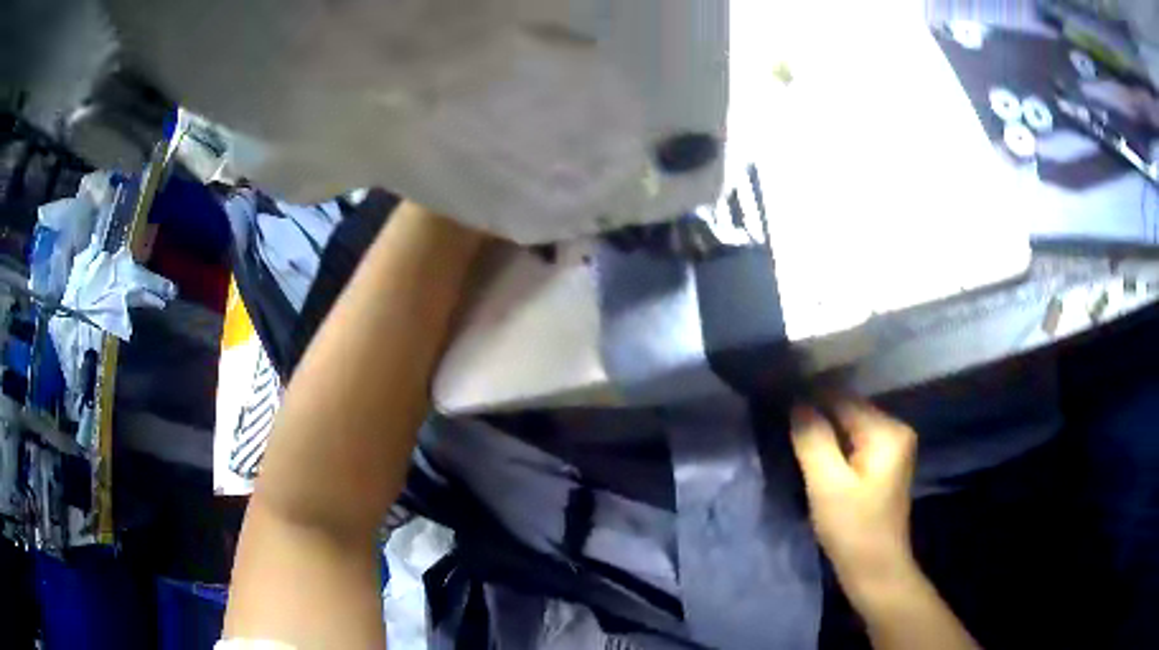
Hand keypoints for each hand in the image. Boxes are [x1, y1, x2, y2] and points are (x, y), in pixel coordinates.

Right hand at [790, 402, 917, 598]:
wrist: (876, 570)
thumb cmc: (853, 529)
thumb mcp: (827, 485)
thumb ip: (813, 440)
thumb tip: (797, 403)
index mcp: (887, 431)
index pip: (843, 399)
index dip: (810, 397)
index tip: (777, 398)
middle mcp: (895, 430)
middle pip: (848, 411)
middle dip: (816, 415)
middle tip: (780, 420)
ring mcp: (892, 448)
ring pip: (849, 428)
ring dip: (823, 432)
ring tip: (791, 434)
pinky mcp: (884, 465)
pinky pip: (854, 443)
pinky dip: (834, 446)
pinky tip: (813, 453)